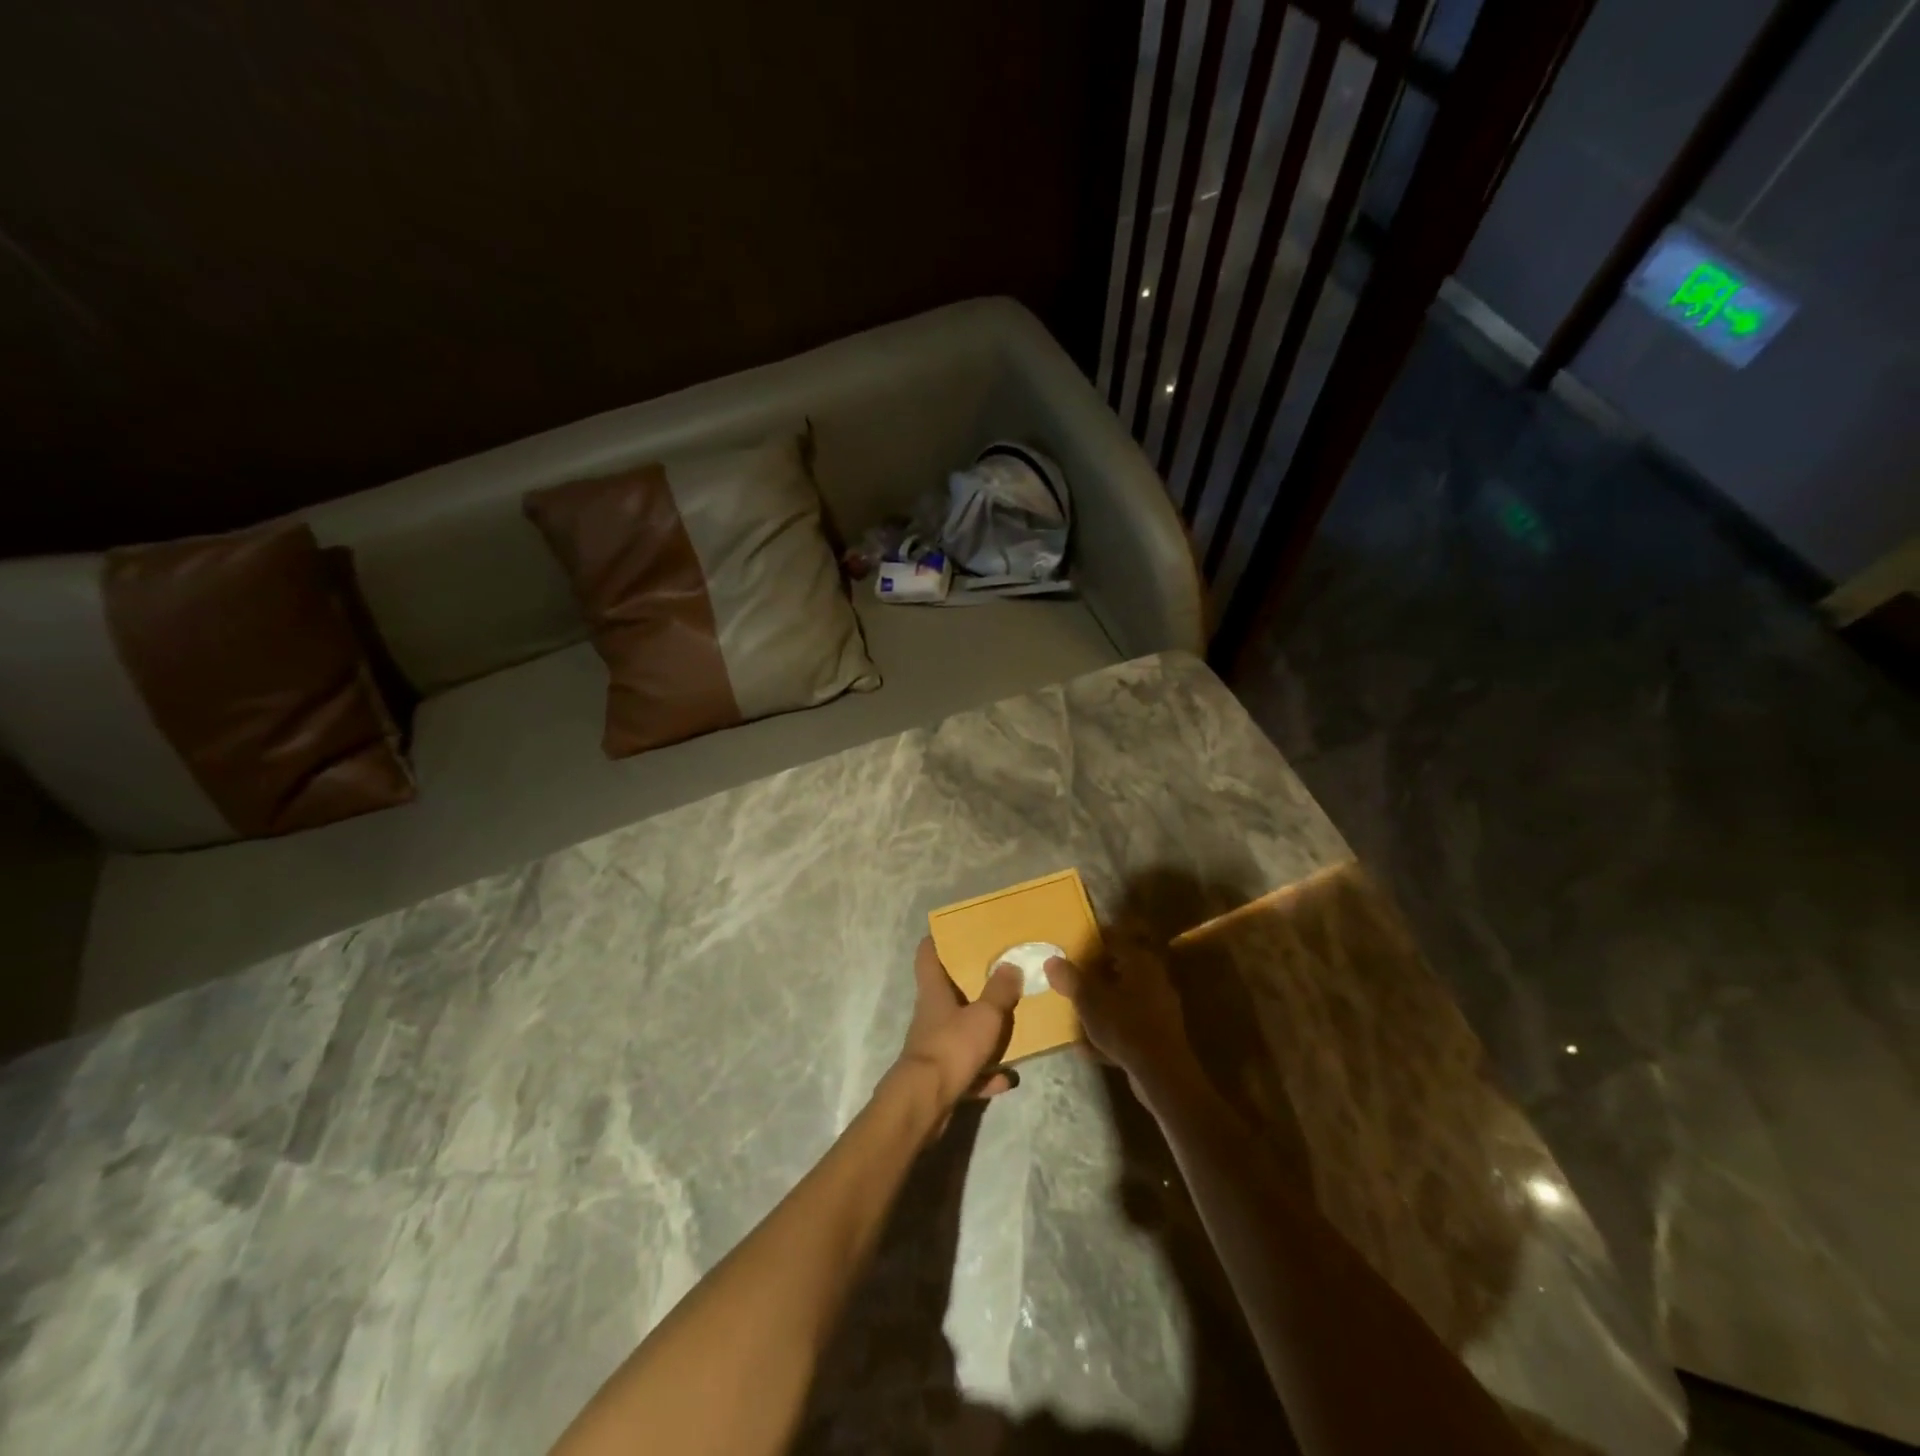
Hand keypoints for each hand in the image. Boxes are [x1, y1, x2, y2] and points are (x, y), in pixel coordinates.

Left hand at [893, 937, 1022, 1124]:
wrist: (926, 1102)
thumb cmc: (952, 1047)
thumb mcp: (984, 1015)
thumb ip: (999, 991)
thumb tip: (1010, 964)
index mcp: (934, 993)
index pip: (927, 956)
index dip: (936, 941)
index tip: (950, 931)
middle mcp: (930, 1016)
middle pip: (945, 994)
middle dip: (968, 986)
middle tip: (995, 976)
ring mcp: (933, 1048)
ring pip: (959, 1033)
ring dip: (981, 1034)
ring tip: (1009, 1029)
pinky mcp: (940, 1078)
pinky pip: (967, 1070)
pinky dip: (986, 1073)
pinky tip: (1008, 1078)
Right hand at [1044, 934, 1199, 1098]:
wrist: (1161, 1073)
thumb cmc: (1124, 1026)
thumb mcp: (1089, 1000)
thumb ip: (1070, 978)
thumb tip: (1051, 960)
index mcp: (1140, 962)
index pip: (1116, 938)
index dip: (1095, 940)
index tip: (1075, 944)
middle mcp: (1153, 978)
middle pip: (1121, 967)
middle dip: (1096, 973)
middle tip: (1073, 977)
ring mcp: (1159, 1007)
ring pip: (1124, 996)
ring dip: (1103, 1001)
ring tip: (1078, 1010)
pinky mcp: (1159, 1033)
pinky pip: (1129, 1023)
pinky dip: (1111, 1028)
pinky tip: (1089, 1047)